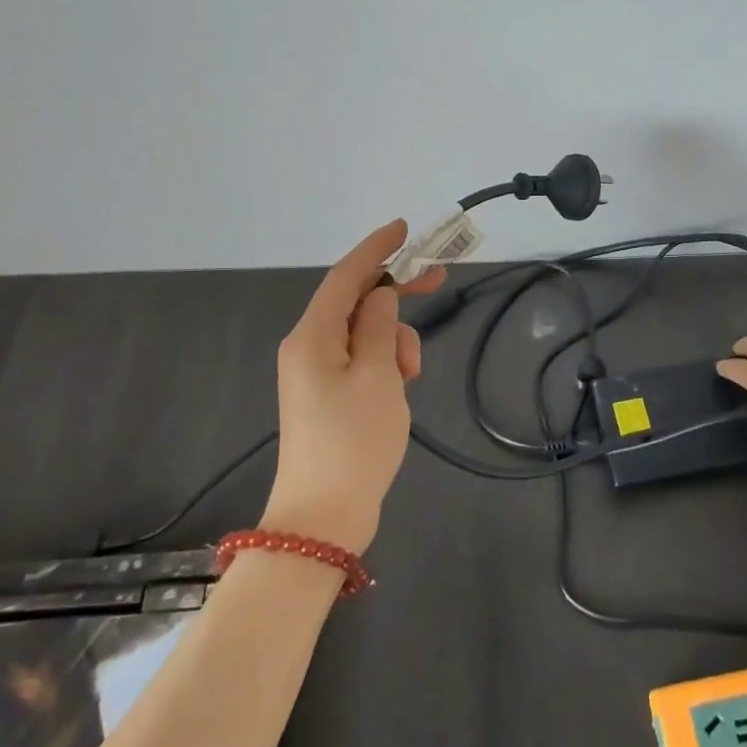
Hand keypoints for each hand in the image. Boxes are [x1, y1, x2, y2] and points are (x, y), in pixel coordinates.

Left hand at [261, 220, 446, 552]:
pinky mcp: (326, 396)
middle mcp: (308, 347)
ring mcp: (315, 373)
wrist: (323, 518)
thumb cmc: (353, 440)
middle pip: (354, 301)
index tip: (404, 228)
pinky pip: (359, 359)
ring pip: (362, 332)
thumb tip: (380, 296)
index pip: (345, 276)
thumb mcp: (378, 376)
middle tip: (438, 278)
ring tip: (411, 374)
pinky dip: (384, 361)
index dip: (375, 248)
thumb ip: (381, 326)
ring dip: (394, 338)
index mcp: (313, 336)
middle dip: (395, 290)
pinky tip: (401, 385)